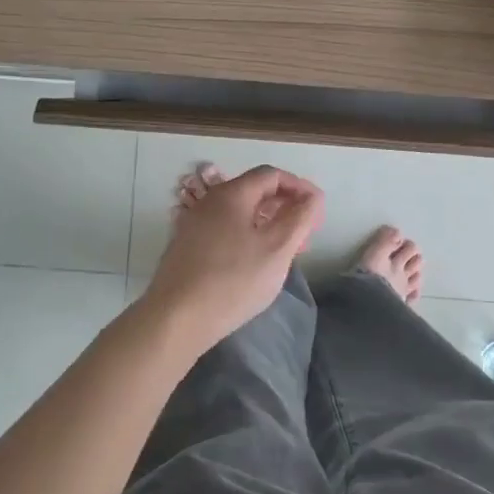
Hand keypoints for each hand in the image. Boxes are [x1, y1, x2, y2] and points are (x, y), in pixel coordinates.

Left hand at [143, 165, 323, 351]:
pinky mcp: (188, 247)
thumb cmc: (233, 280)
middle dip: (285, 207)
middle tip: (307, 232)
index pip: (271, 175)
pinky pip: (226, 230)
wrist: (175, 318)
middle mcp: (210, 202)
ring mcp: (195, 224)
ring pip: (240, 213)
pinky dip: (249, 236)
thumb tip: (313, 197)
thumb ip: (300, 218)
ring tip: (288, 249)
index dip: (299, 187)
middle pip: (254, 191)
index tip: (318, 208)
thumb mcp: (277, 249)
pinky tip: (257, 261)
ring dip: (268, 223)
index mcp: (232, 194)